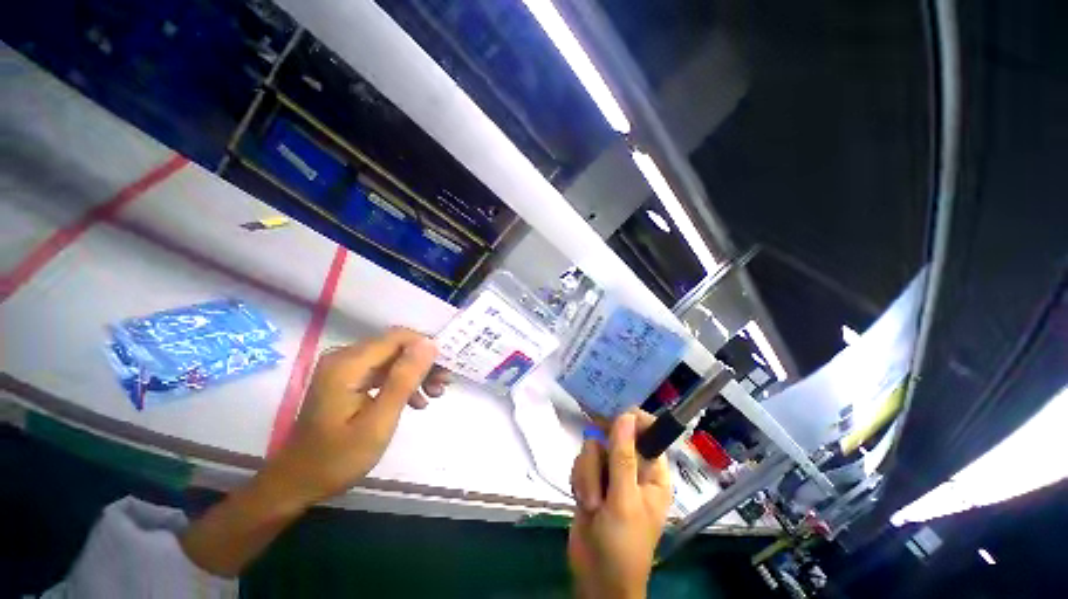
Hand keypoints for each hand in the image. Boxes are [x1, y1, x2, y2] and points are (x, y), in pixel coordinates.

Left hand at [261, 327, 447, 508]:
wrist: (298, 482)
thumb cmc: (338, 458)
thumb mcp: (378, 421)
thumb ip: (404, 379)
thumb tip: (430, 344)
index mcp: (348, 364)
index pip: (399, 337)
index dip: (427, 348)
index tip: (446, 368)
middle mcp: (345, 357)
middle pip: (397, 346)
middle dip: (424, 363)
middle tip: (444, 385)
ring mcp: (345, 368)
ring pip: (393, 358)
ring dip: (416, 373)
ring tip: (434, 394)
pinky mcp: (348, 379)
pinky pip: (383, 371)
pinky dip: (401, 382)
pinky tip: (416, 401)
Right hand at [568, 411, 671, 598]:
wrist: (595, 578)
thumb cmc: (622, 544)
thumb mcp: (625, 500)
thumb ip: (623, 457)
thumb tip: (626, 416)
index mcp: (652, 473)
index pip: (649, 434)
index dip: (635, 421)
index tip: (617, 419)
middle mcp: (631, 468)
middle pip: (613, 437)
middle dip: (601, 459)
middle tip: (601, 476)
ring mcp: (609, 473)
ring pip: (593, 449)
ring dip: (588, 476)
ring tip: (593, 503)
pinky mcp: (590, 479)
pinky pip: (581, 462)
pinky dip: (579, 480)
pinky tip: (583, 501)